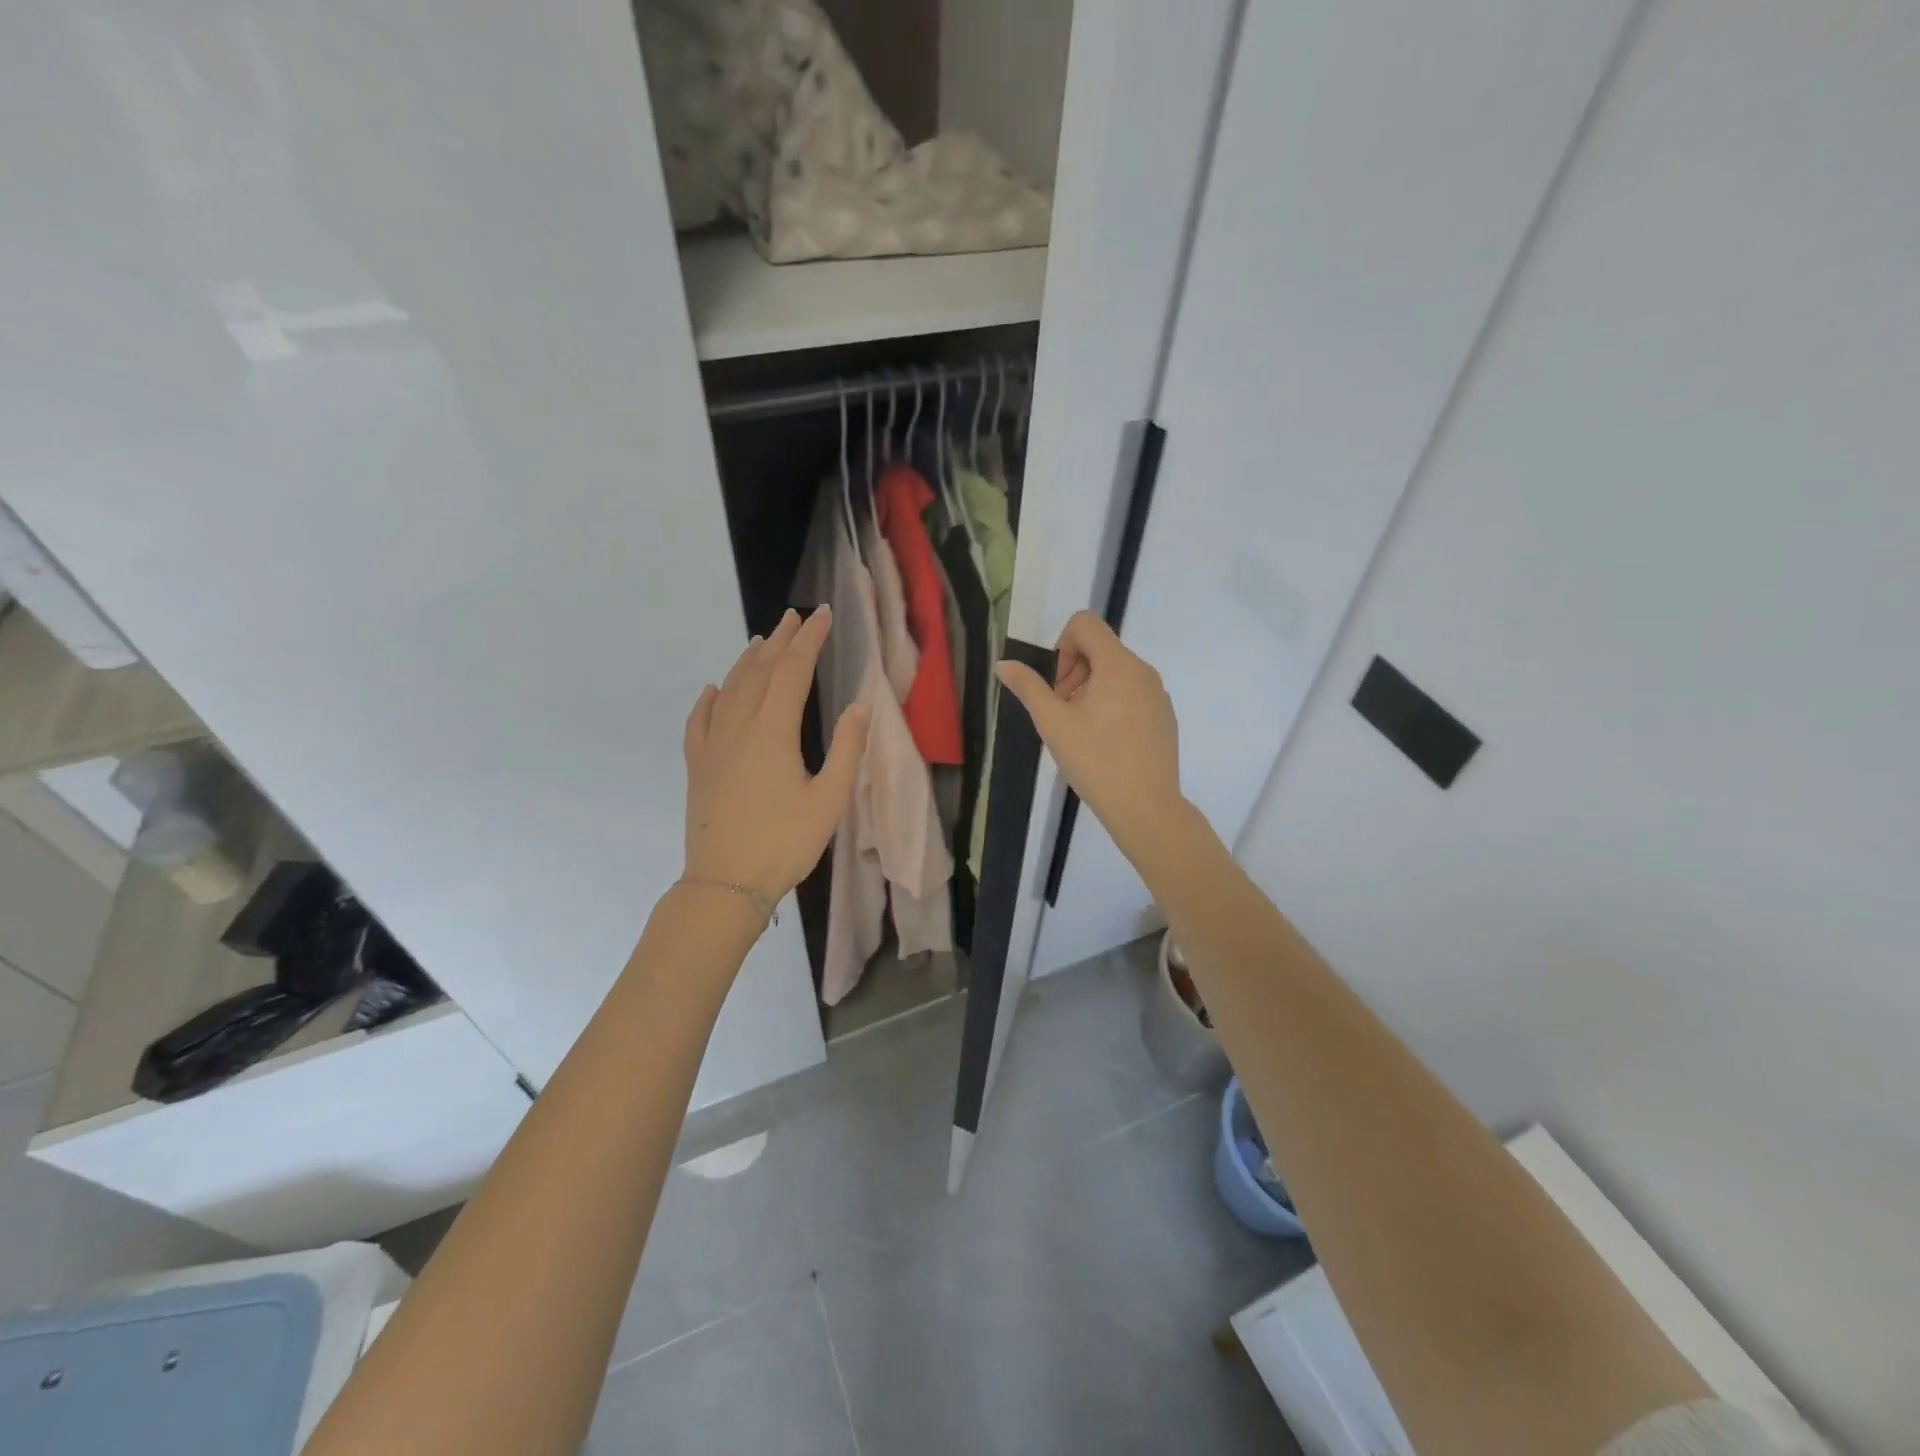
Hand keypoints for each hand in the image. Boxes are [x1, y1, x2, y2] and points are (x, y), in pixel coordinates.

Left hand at [683, 607, 868, 905]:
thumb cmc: (784, 843)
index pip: (793, 671)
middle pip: (760, 671)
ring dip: (748, 661)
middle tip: (795, 617)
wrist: (725, 883)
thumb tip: (859, 706)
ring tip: (762, 640)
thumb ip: (847, 750)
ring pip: (730, 689)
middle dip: (781, 641)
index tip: (823, 615)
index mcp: (773, 731)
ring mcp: (712, 745)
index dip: (810, 640)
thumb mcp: (829, 800)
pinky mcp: (698, 766)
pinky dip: (709, 698)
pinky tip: (713, 689)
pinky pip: (700, 720)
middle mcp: (738, 727)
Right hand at [995, 611, 1185, 858]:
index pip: (1085, 624)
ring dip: (1090, 690)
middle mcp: (1143, 671)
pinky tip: (1104, 744)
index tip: (1056, 686)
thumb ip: (1028, 687)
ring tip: (1079, 731)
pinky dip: (1112, 705)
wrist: (1146, 806)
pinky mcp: (1164, 717)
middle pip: (1100, 648)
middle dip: (1072, 672)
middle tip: (1060, 712)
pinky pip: (1132, 694)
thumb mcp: (1053, 723)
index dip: (1061, 646)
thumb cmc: (1095, 760)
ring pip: (1116, 673)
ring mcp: (1158, 695)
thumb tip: (1004, 664)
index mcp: (1118, 664)